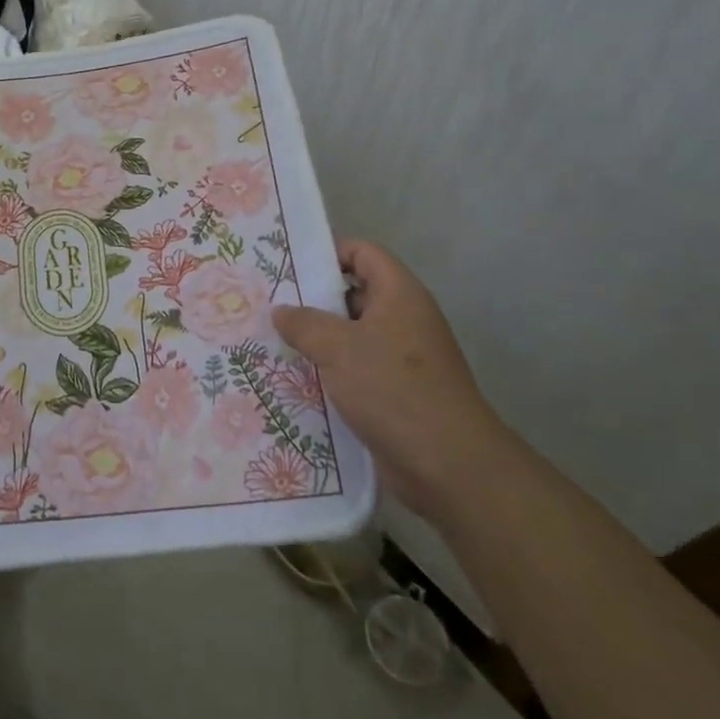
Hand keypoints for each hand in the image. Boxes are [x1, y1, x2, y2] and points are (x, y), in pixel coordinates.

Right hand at [272, 239, 511, 521]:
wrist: (449, 465)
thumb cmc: (394, 390)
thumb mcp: (338, 348)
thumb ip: (304, 323)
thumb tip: (281, 311)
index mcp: (399, 295)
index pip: (363, 253)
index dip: (328, 253)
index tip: (289, 267)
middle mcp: (404, 319)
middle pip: (355, 294)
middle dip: (314, 300)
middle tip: (271, 306)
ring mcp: (403, 358)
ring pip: (352, 336)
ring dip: (318, 340)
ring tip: (275, 342)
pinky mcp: (397, 393)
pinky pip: (357, 369)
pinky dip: (331, 372)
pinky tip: (297, 380)